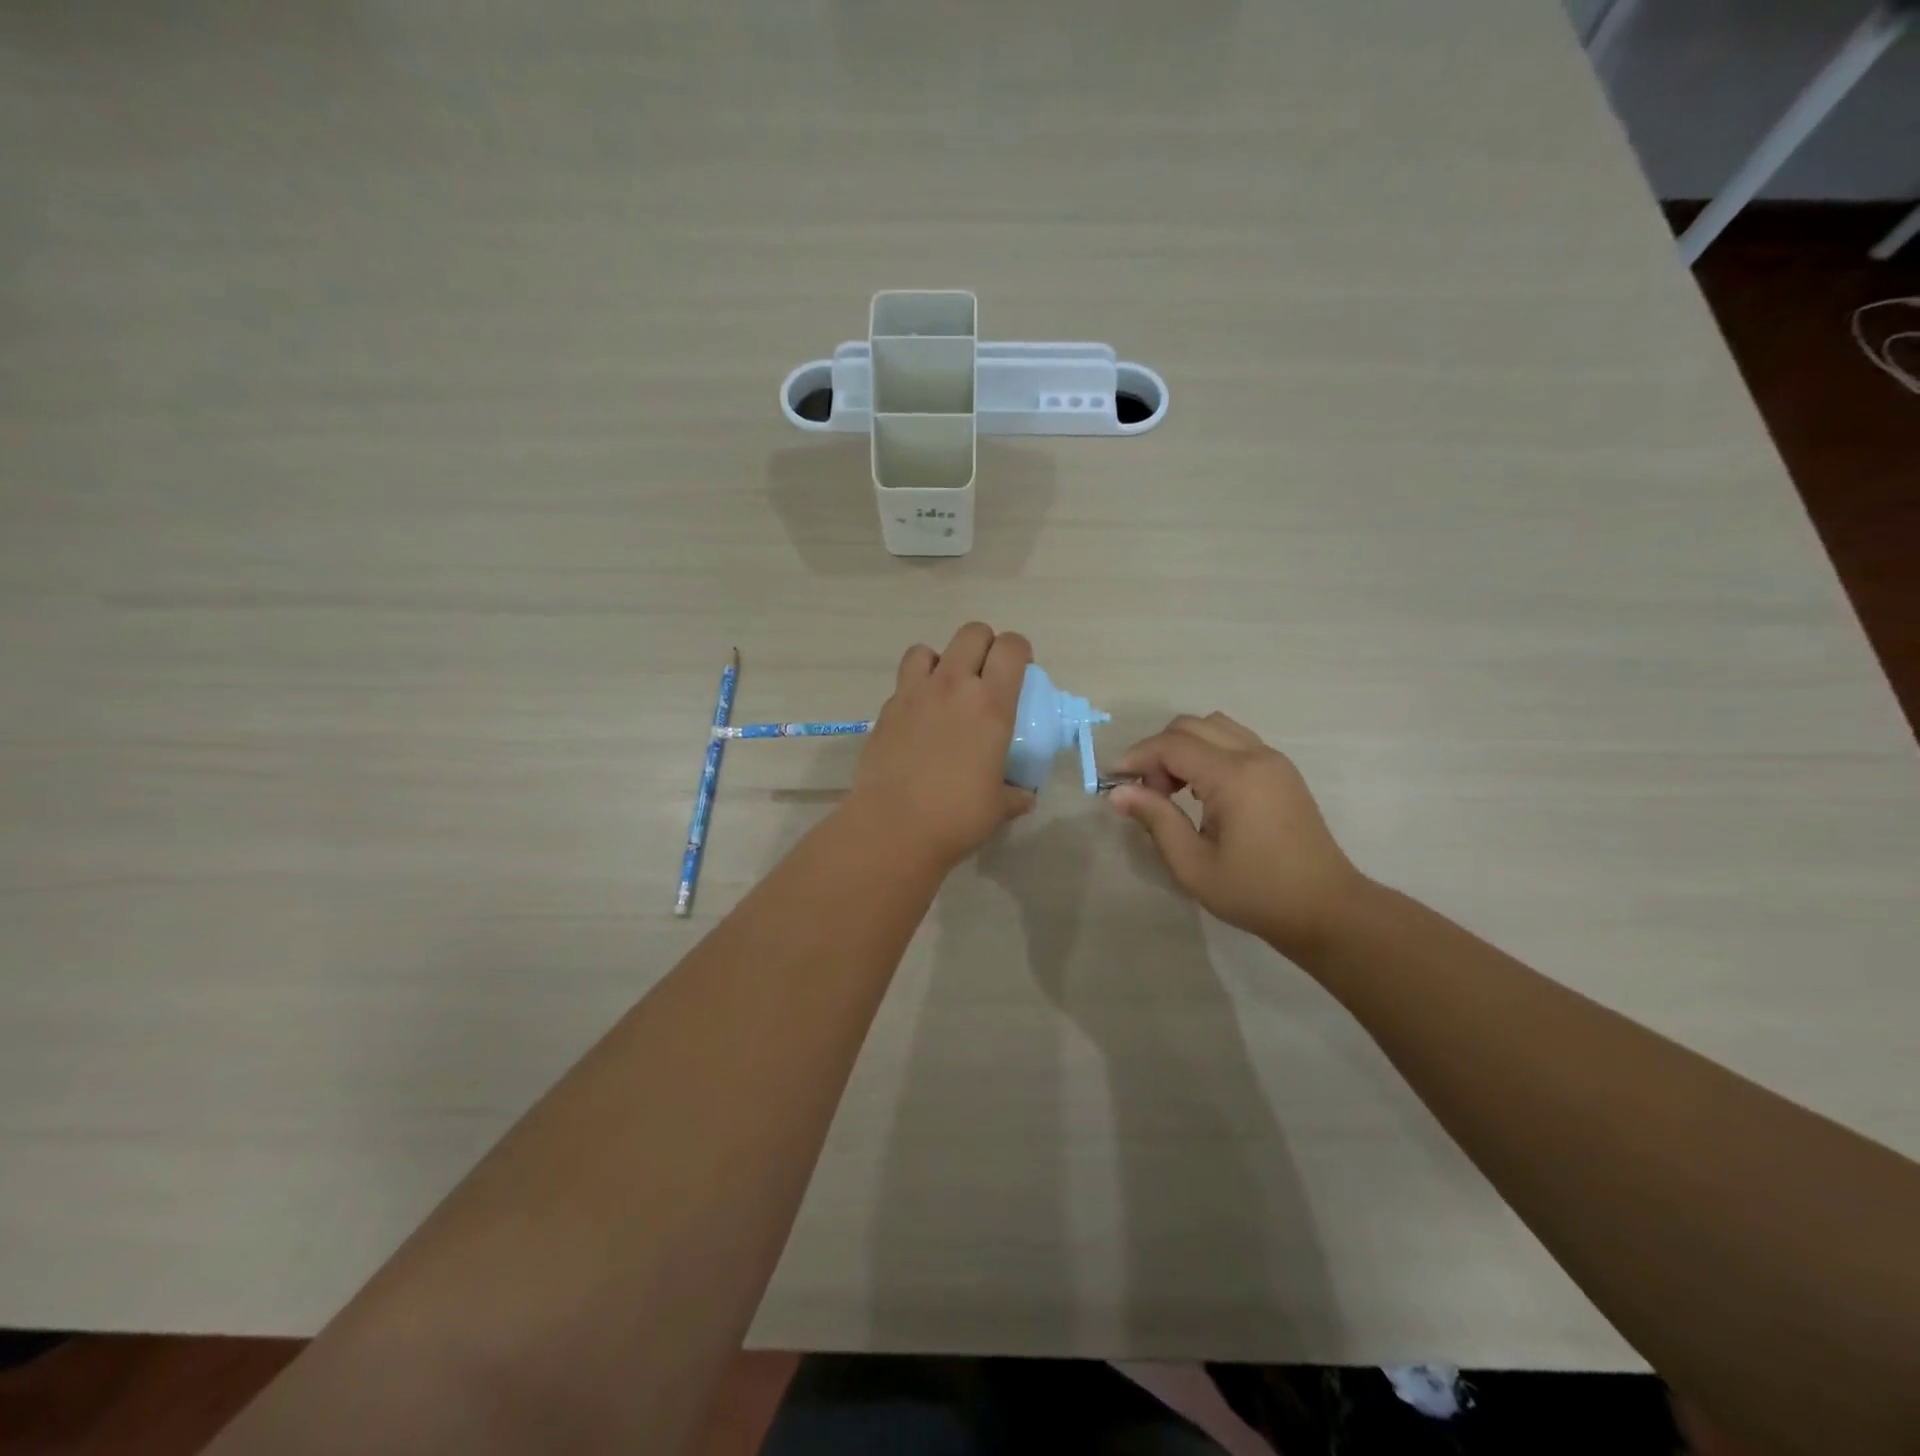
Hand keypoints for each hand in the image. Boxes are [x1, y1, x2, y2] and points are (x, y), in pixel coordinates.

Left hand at [845, 623, 1035, 872]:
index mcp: (991, 705)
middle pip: (972, 633)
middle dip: (984, 645)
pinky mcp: (886, 709)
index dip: (1019, 651)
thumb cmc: (957, 817)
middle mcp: (953, 687)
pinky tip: (918, 719)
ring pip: (927, 649)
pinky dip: (914, 689)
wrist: (894, 826)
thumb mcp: (999, 807)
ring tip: (944, 689)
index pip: (1011, 647)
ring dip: (941, 661)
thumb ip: (1015, 794)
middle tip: (985, 675)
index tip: (1020, 671)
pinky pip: (903, 682)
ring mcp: (915, 694)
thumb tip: (1024, 796)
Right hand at [1109, 713, 1366, 959]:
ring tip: (1173, 790)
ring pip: (1214, 726)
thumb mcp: (1193, 865)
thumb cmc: (1256, 893)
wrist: (1326, 909)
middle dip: (1158, 751)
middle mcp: (1255, 755)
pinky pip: (1234, 740)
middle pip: (1190, 726)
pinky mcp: (1281, 770)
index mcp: (1234, 777)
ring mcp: (1273, 759)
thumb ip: (1156, 820)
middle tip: (1148, 793)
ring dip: (1183, 748)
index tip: (1113, 783)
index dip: (1136, 758)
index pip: (1172, 745)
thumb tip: (1119, 793)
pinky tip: (1201, 791)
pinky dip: (1207, 752)